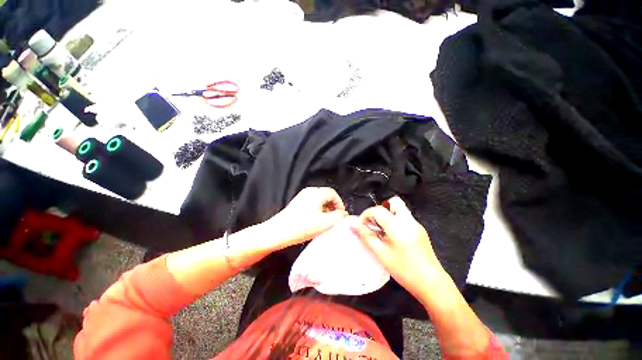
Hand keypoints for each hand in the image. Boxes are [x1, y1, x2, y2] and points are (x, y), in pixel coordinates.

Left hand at [264, 187, 347, 250]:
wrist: (277, 232)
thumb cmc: (302, 227)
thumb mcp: (325, 223)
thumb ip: (338, 217)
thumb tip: (344, 214)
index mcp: (316, 193)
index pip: (333, 194)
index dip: (340, 204)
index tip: (342, 216)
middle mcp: (309, 191)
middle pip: (326, 196)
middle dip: (333, 207)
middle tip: (335, 219)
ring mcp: (302, 197)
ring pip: (319, 200)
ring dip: (325, 209)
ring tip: (326, 222)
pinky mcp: (297, 203)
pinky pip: (312, 204)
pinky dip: (318, 210)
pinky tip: (316, 221)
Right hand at [349, 197, 447, 303]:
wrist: (432, 283)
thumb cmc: (404, 270)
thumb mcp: (381, 253)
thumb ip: (366, 236)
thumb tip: (353, 225)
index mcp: (397, 225)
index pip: (378, 210)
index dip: (366, 215)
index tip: (362, 225)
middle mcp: (408, 221)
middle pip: (393, 202)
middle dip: (381, 209)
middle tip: (375, 223)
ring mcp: (416, 225)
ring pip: (399, 209)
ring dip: (388, 215)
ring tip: (382, 231)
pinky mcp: (420, 230)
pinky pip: (405, 218)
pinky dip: (395, 221)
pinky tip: (393, 238)